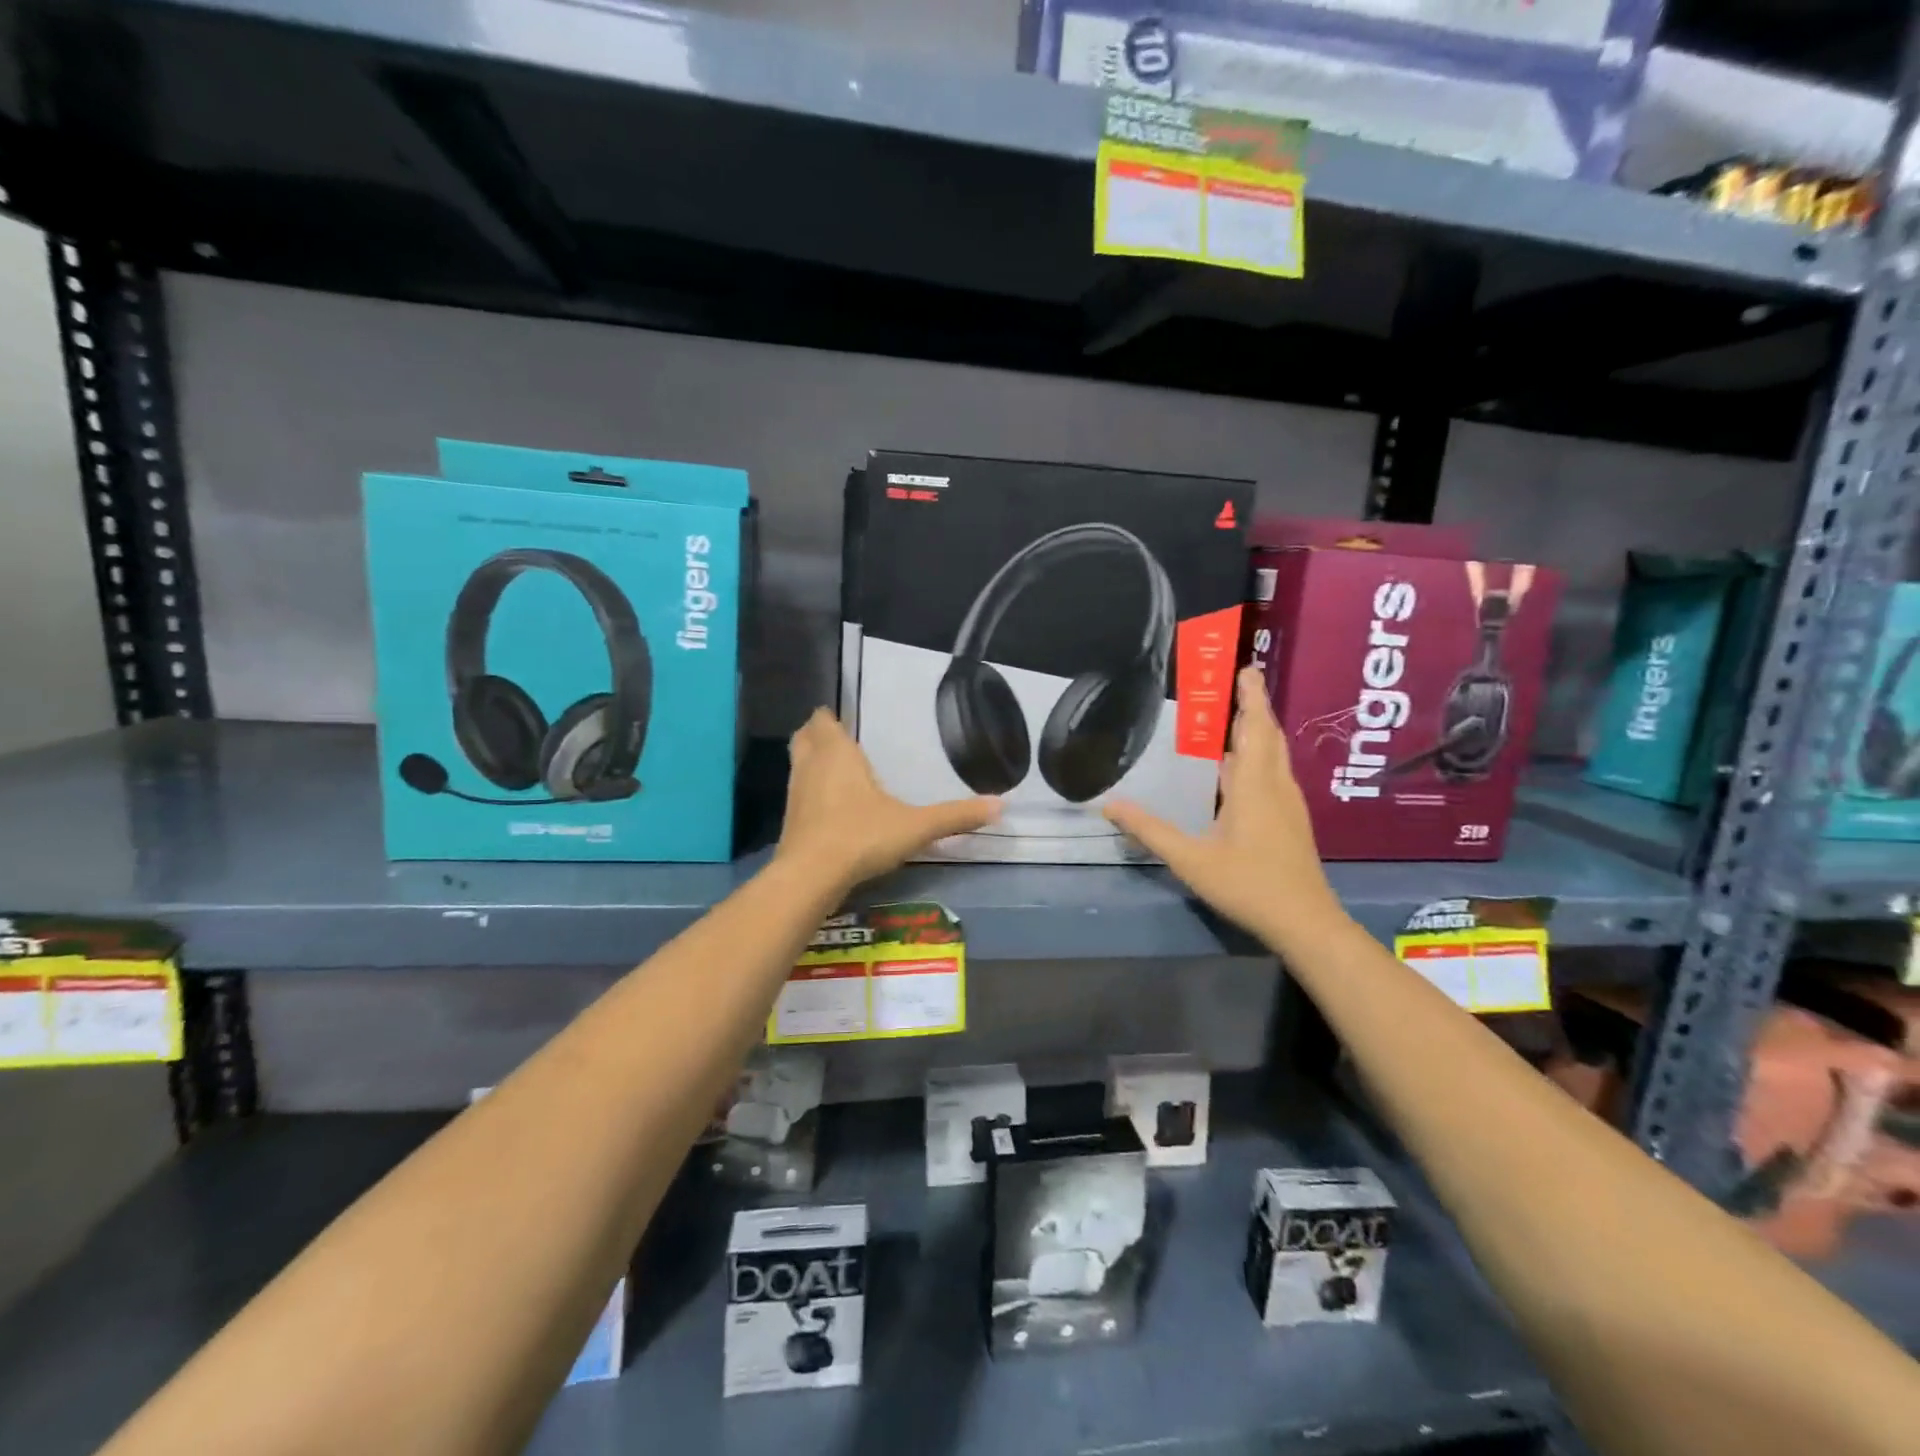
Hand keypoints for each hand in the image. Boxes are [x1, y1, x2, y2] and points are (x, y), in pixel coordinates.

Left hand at [776, 708, 999, 889]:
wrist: (810, 877)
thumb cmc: (861, 836)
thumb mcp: (915, 826)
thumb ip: (955, 816)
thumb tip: (1001, 805)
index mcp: (837, 753)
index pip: (823, 720)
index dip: (831, 717)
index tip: (847, 719)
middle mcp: (811, 766)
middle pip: (804, 737)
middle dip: (819, 735)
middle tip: (843, 740)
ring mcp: (795, 793)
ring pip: (798, 764)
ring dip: (812, 763)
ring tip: (839, 771)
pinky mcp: (789, 821)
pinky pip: (799, 794)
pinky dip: (811, 792)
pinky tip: (832, 808)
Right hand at [1104, 667, 1345, 949]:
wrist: (1305, 923)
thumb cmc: (1248, 885)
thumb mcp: (1191, 860)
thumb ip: (1150, 831)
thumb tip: (1110, 805)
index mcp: (1254, 786)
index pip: (1255, 728)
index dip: (1251, 698)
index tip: (1247, 668)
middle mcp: (1276, 787)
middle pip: (1269, 736)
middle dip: (1255, 708)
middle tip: (1235, 686)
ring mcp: (1289, 804)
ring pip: (1275, 756)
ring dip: (1258, 732)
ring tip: (1233, 720)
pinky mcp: (1291, 821)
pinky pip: (1274, 774)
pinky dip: (1259, 757)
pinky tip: (1239, 772)